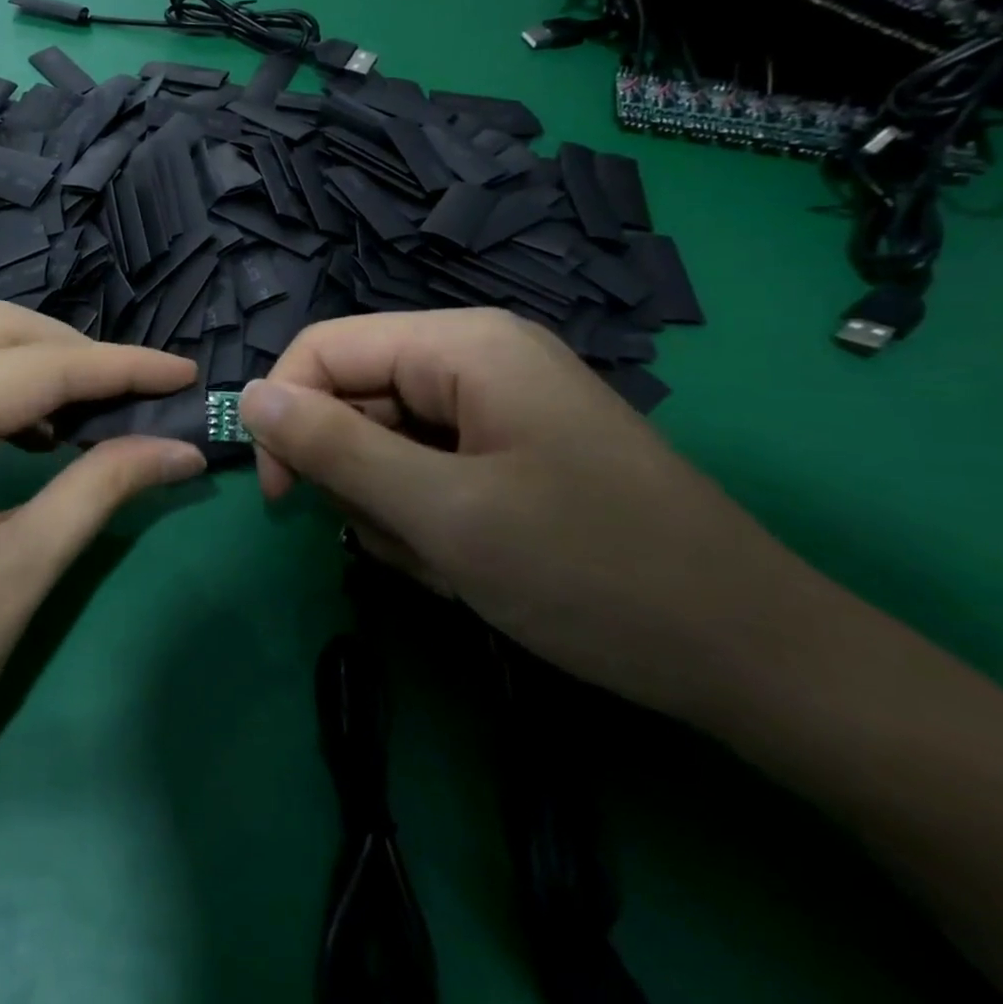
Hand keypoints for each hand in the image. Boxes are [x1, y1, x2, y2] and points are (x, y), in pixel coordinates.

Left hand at [0, 304, 205, 788]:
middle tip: (135, 397)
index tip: (182, 374)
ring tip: (84, 416)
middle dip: (75, 353)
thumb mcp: (19, 574)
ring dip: (27, 364)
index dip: (122, 367)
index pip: (39, 369)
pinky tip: (16, 429)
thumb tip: (182, 450)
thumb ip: (103, 487)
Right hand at [237, 310, 810, 719]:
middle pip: (353, 395)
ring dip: (391, 508)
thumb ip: (334, 447)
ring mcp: (496, 403)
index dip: (284, 414)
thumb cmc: (592, 573)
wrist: (756, 660)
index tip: (284, 498)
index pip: (322, 348)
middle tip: (400, 545)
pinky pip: (425, 468)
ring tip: (449, 563)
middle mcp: (475, 356)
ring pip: (383, 440)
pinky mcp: (509, 447)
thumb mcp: (443, 514)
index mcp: (461, 343)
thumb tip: (246, 398)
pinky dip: (426, 519)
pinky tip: (469, 565)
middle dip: (356, 475)